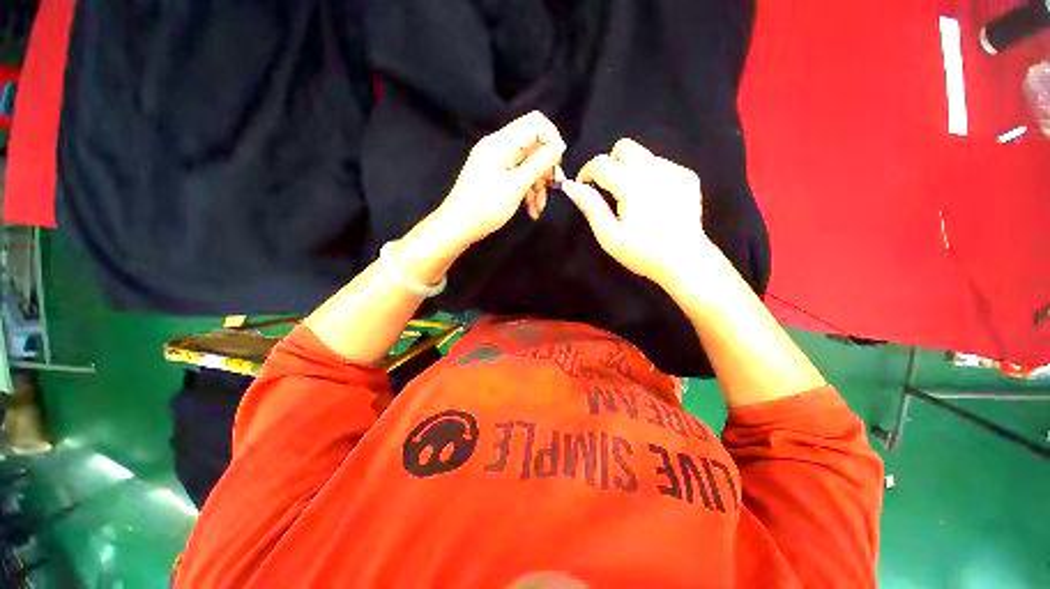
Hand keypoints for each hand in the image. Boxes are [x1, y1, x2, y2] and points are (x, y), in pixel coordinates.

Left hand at [435, 111, 565, 248]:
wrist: (458, 227)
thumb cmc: (484, 208)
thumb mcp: (516, 186)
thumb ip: (539, 164)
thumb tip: (560, 146)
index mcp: (501, 143)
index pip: (536, 123)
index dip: (552, 140)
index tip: (558, 165)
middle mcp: (499, 147)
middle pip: (534, 146)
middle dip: (546, 169)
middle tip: (553, 190)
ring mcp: (498, 162)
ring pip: (529, 164)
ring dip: (538, 185)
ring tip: (538, 208)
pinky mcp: (497, 175)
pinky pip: (520, 176)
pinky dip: (528, 191)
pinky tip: (532, 210)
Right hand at [561, 138, 711, 283]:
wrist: (684, 261)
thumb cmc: (642, 252)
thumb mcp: (609, 235)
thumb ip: (590, 207)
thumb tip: (571, 186)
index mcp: (632, 185)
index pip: (601, 163)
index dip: (586, 173)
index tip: (583, 187)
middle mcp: (654, 170)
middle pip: (624, 147)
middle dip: (610, 164)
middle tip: (609, 190)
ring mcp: (674, 171)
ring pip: (643, 155)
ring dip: (629, 170)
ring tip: (632, 199)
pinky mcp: (687, 177)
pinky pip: (661, 165)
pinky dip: (649, 177)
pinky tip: (652, 200)